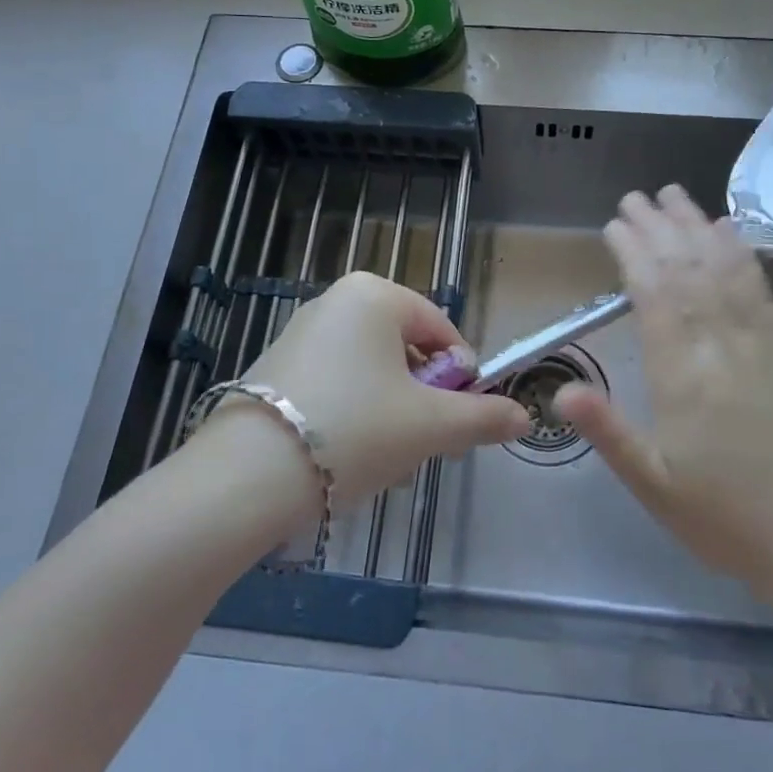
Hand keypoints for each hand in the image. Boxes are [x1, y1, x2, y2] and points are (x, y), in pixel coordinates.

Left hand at [228, 270, 529, 501]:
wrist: (247, 477)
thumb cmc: (354, 431)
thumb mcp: (429, 425)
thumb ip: (482, 417)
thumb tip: (525, 417)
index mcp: (374, 294)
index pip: (441, 329)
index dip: (461, 376)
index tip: (463, 418)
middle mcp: (335, 300)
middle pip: (404, 348)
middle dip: (423, 397)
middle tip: (424, 443)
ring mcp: (300, 332)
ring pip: (370, 369)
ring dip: (391, 409)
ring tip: (385, 457)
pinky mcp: (275, 366)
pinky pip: (335, 381)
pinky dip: (353, 412)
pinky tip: (346, 455)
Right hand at [555, 186, 772, 598]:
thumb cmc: (726, 516)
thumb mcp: (654, 485)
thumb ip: (608, 432)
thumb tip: (560, 390)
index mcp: (683, 375)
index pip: (654, 294)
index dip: (633, 253)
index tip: (614, 225)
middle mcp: (721, 345)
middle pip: (686, 270)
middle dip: (658, 228)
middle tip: (635, 196)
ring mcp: (757, 343)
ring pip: (722, 269)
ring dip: (696, 227)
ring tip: (675, 195)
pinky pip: (758, 289)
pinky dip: (740, 253)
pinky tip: (729, 232)